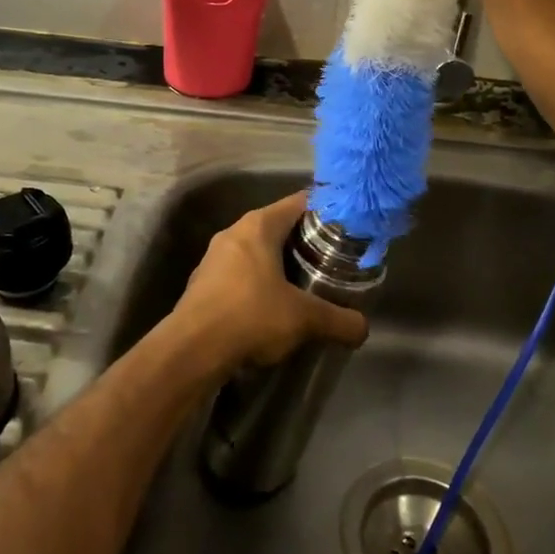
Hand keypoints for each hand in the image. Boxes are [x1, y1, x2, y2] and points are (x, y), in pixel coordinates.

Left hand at [171, 192, 367, 368]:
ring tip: (306, 284)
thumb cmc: (251, 317)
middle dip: (305, 242)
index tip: (347, 227)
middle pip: (278, 226)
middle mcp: (234, 232)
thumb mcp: (304, 319)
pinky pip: (239, 274)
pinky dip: (257, 283)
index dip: (326, 212)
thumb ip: (338, 320)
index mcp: (259, 226)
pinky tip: (271, 307)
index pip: (299, 202)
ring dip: (279, 264)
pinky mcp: (202, 283)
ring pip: (256, 251)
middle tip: (332, 260)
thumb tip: (363, 329)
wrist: (191, 350)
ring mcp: (214, 258)